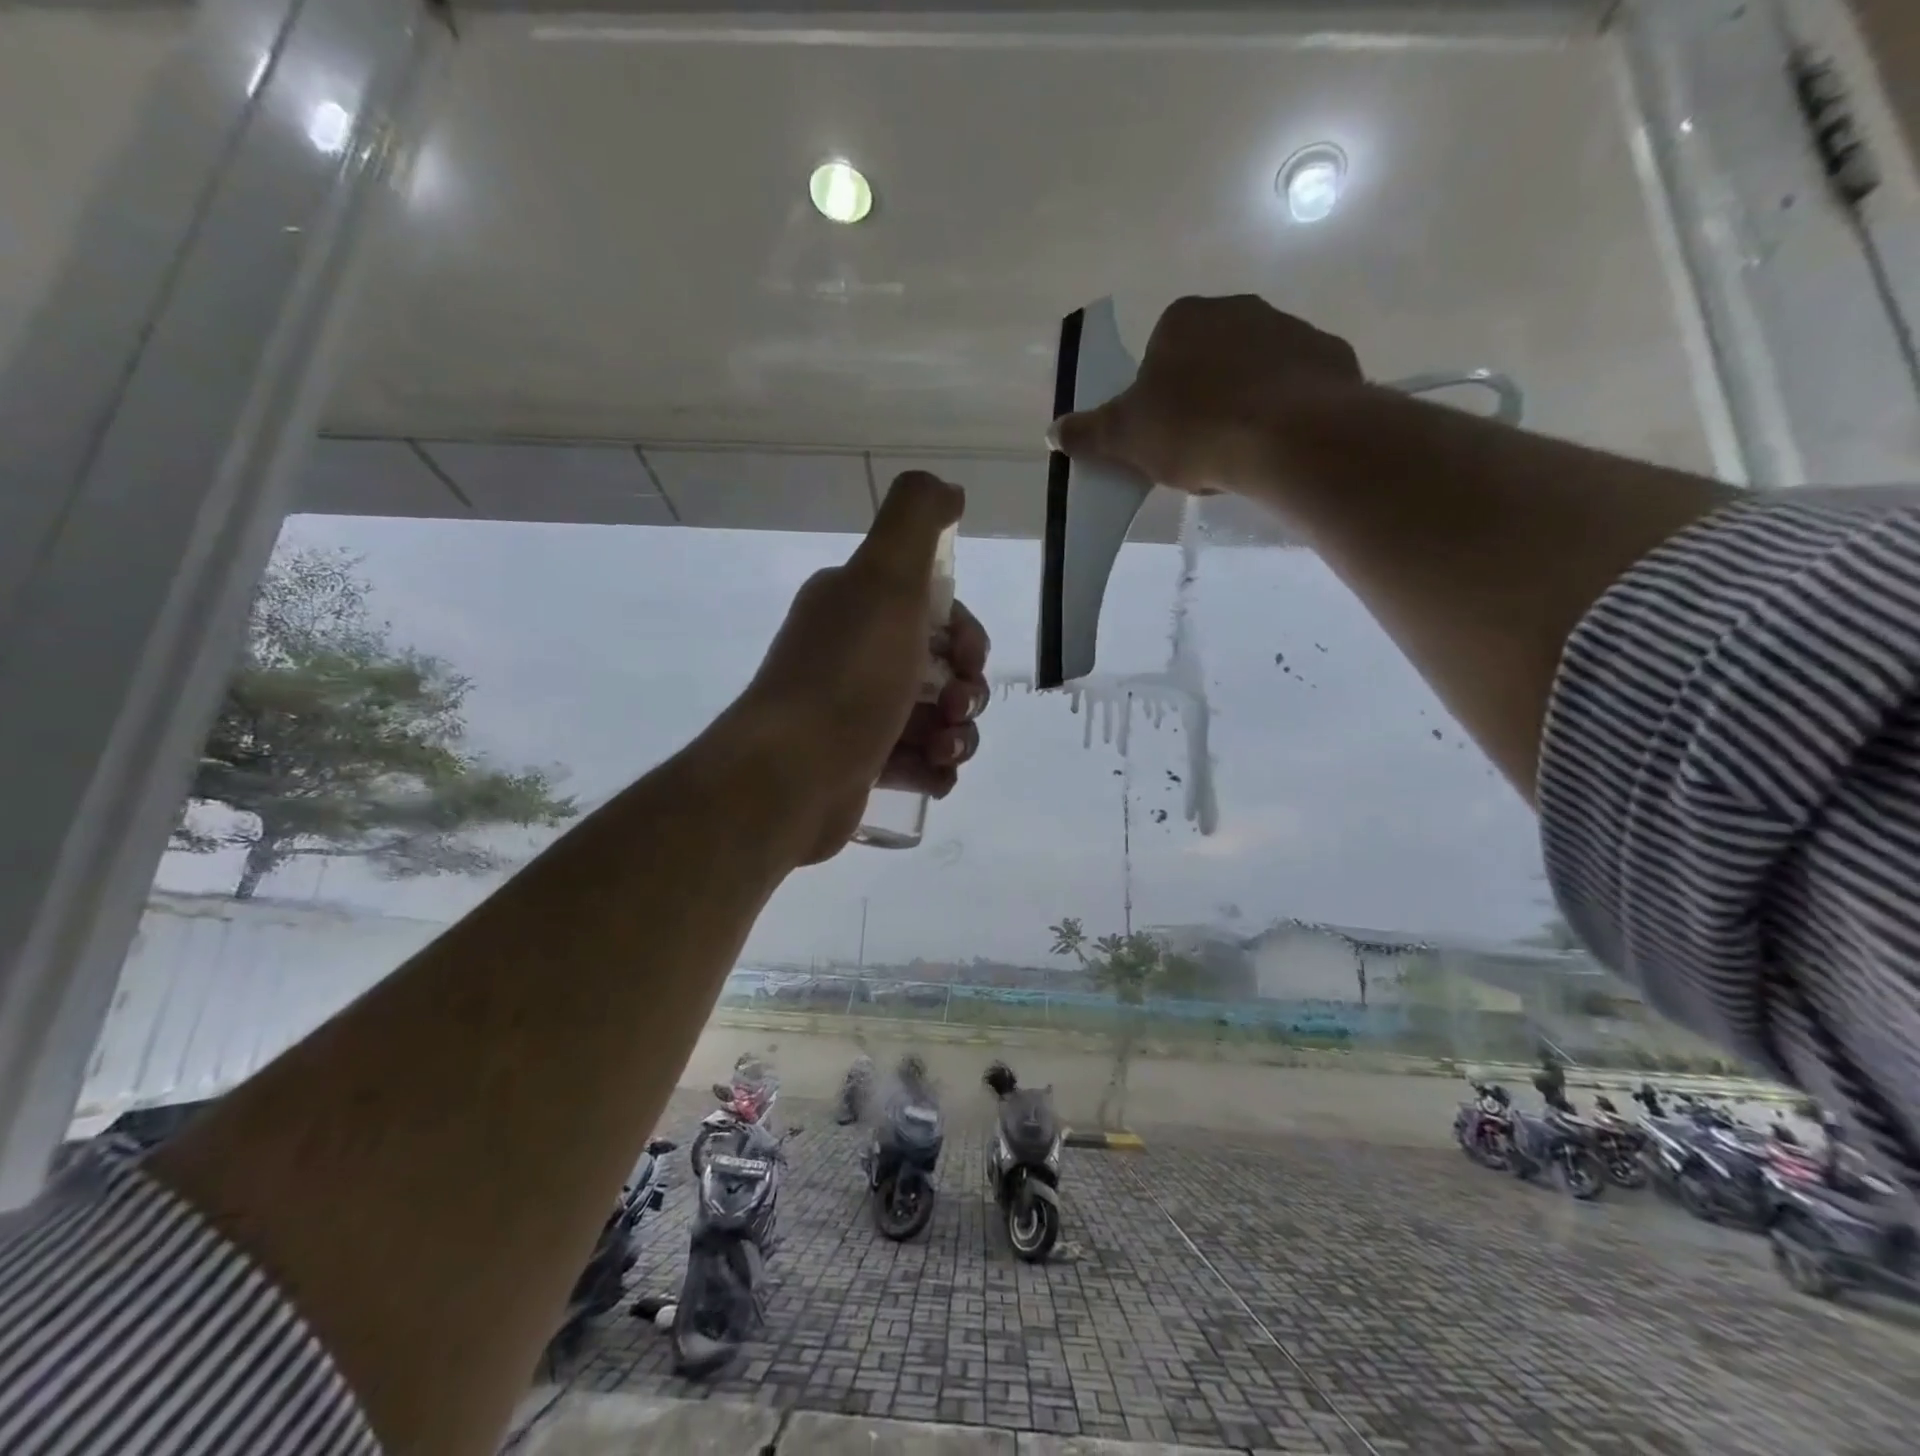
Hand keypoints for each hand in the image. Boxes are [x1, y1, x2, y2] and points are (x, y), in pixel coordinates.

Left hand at [738, 471, 989, 863]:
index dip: (965, 634)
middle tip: (956, 709)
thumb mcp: (886, 578)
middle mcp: (852, 654)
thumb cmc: (848, 676)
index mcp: (856, 606)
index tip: (968, 659)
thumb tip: (948, 490)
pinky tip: (934, 776)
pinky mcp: (858, 766)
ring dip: (958, 734)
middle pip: (939, 667)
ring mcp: (854, 714)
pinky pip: (916, 763)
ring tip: (945, 752)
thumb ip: (917, 519)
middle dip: (967, 689)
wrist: (791, 774)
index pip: (933, 611)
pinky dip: (934, 769)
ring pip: (934, 719)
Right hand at [1049, 294, 1363, 495]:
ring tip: (1238, 454)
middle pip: (1207, 361)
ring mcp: (1288, 328)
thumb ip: (1089, 433)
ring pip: (1252, 373)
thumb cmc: (1195, 429)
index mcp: (1182, 320)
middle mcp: (1236, 309)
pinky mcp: (1328, 356)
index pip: (1158, 356)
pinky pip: (1294, 386)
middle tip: (1197, 449)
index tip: (1163, 436)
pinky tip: (1276, 446)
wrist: (1289, 436)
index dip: (1156, 400)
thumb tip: (1052, 432)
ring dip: (1241, 406)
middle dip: (1200, 400)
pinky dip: (1283, 412)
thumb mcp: (1126, 438)